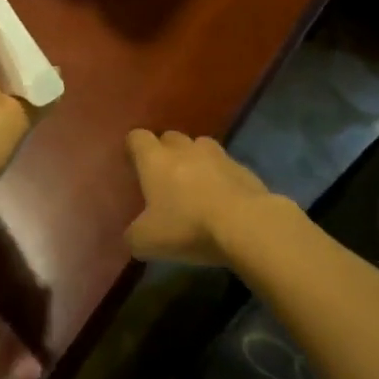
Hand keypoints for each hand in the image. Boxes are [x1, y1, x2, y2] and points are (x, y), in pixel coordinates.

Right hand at [125, 130, 284, 266]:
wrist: (246, 224)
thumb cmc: (188, 226)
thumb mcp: (148, 241)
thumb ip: (134, 236)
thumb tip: (133, 236)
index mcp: (155, 159)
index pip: (137, 137)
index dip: (133, 148)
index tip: (133, 164)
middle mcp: (184, 149)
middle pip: (170, 137)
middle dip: (165, 152)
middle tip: (163, 177)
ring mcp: (217, 155)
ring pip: (200, 146)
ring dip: (195, 159)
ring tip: (194, 183)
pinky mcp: (243, 169)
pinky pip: (225, 166)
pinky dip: (220, 177)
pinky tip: (222, 199)